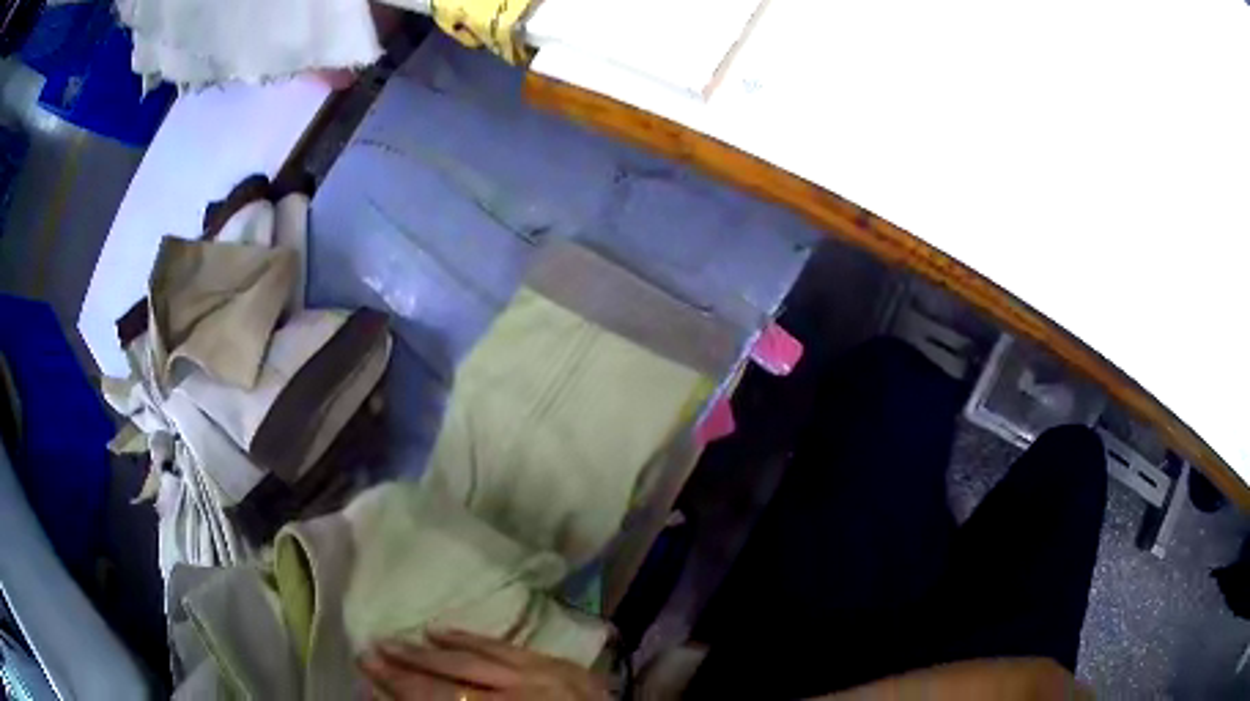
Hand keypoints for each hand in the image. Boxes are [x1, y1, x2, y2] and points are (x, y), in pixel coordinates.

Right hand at [358, 629, 609, 699]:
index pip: (440, 700)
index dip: (399, 687)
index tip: (366, 673)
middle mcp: (522, 693)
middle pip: (452, 676)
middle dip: (405, 665)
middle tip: (368, 650)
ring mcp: (544, 675)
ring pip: (473, 656)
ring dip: (428, 648)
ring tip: (392, 639)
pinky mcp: (561, 664)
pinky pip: (507, 646)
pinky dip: (469, 638)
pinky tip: (440, 628)